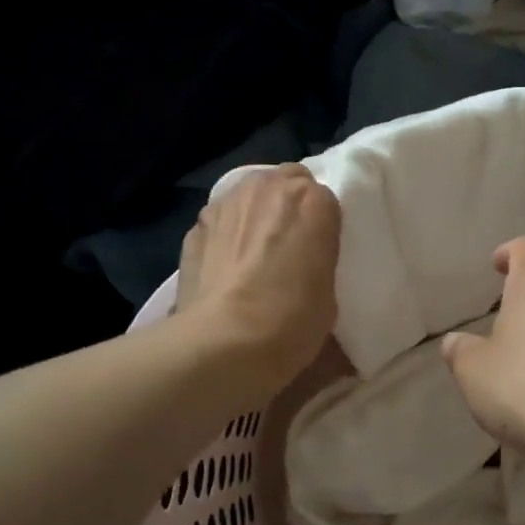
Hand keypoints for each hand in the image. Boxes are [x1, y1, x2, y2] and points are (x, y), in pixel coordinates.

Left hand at [178, 164, 340, 391]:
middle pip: (285, 182)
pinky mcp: (195, 225)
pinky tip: (226, 266)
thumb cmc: (292, 320)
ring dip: (256, 214)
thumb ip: (319, 259)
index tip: (320, 251)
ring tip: (255, 251)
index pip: (326, 199)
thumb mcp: (329, 292)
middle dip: (289, 206)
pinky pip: (221, 220)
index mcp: (313, 200)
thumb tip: (304, 266)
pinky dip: (226, 234)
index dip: (322, 225)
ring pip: (249, 195)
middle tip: (290, 244)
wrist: (225, 341)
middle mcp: (268, 187)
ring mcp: (226, 203)